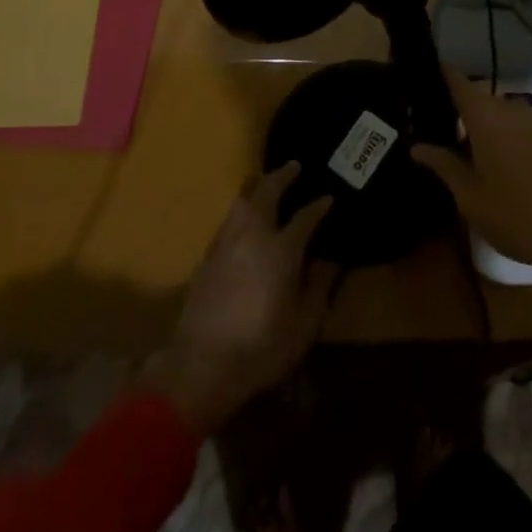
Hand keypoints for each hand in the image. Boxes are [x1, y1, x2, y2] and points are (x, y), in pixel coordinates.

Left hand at [141, 163, 337, 434]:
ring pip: (242, 201)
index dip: (319, 205)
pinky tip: (245, 219)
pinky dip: (242, 209)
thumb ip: (319, 287)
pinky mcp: (207, 257)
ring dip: (258, 187)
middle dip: (283, 176)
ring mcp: (226, 243)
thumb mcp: (304, 325)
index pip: (305, 217)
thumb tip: (329, 260)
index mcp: (281, 249)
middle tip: (294, 166)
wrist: (202, 365)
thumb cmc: (261, 347)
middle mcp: (253, 234)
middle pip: (267, 192)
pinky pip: (229, 220)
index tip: (329, 198)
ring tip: (267, 184)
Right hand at [413, 68, 531, 319]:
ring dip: (476, 126)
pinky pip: (512, 127)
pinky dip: (496, 136)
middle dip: (453, 109)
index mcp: (486, 116)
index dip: (436, 74)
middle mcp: (509, 109)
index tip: (415, 78)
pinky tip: (486, 163)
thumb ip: (443, 165)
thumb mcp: (471, 197)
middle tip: (427, 127)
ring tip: (453, 149)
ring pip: (494, 114)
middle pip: (475, 98)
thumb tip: (417, 146)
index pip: (456, 80)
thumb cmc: (518, 215)